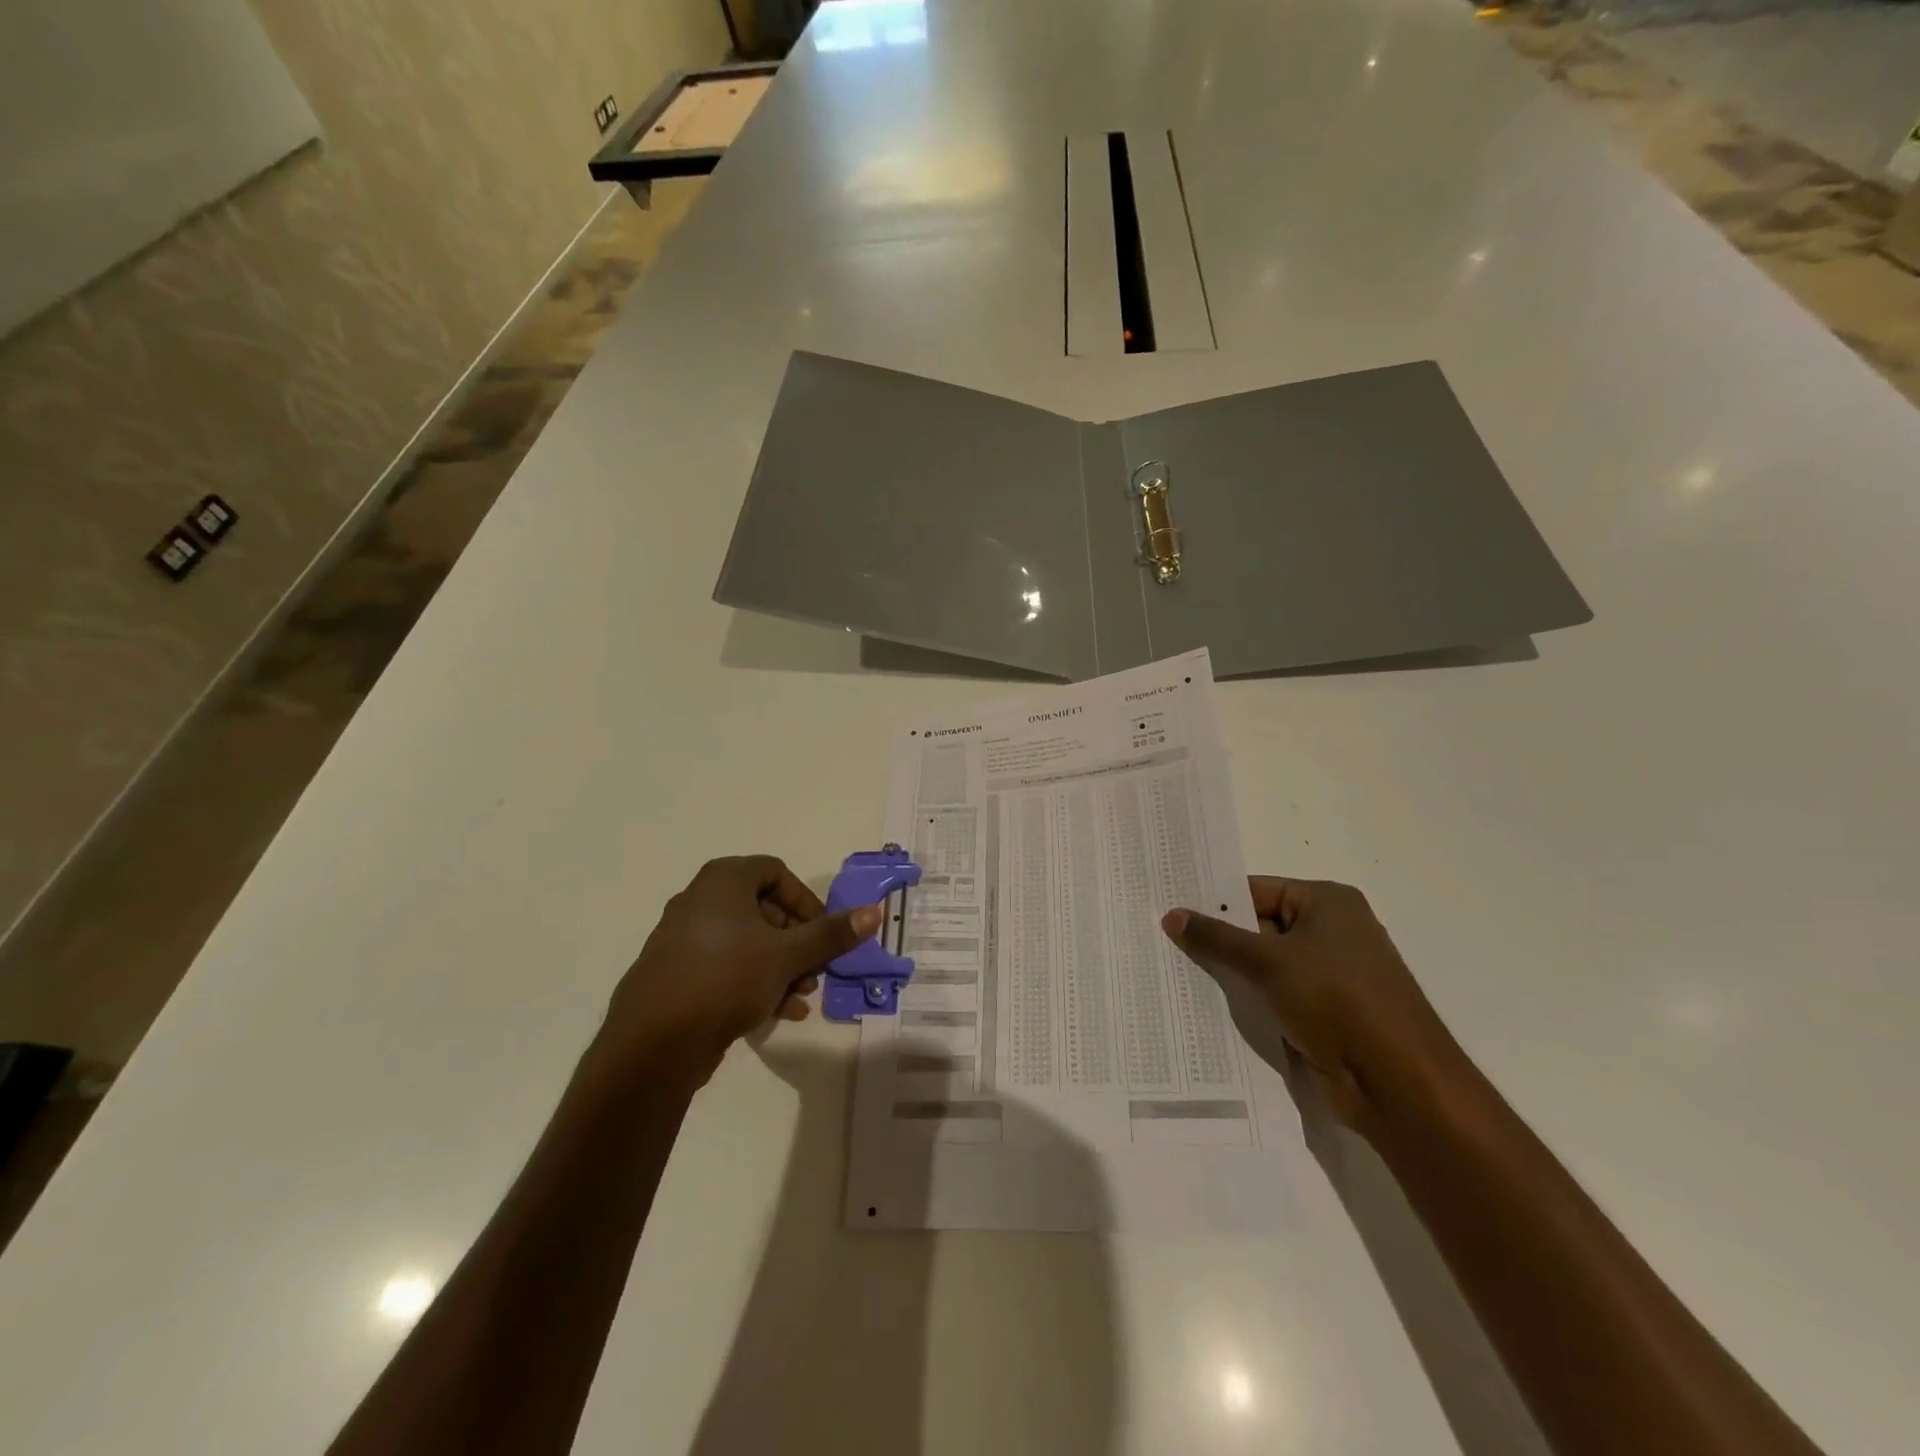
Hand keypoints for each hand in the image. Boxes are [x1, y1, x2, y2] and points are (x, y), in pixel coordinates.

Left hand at [599, 856, 879, 1083]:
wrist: (653, 1043)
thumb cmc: (726, 979)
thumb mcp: (787, 955)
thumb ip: (831, 934)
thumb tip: (874, 912)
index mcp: (723, 881)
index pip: (777, 873)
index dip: (806, 901)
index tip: (822, 933)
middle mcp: (700, 900)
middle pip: (764, 909)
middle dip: (797, 941)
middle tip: (816, 969)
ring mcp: (684, 938)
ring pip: (747, 942)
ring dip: (782, 966)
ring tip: (800, 995)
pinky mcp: (677, 973)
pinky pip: (726, 966)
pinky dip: (755, 981)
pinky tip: (779, 1013)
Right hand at [1162, 878, 1462, 1135]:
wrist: (1399, 1084)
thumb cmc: (1337, 1001)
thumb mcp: (1268, 962)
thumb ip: (1217, 938)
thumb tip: (1171, 915)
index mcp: (1327, 903)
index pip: (1256, 890)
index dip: (1213, 901)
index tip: (1168, 907)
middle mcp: (1331, 931)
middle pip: (1259, 926)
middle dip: (1218, 938)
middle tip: (1161, 937)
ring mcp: (1330, 975)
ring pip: (1264, 965)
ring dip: (1231, 972)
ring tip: (1173, 969)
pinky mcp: (1325, 1013)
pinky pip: (1275, 995)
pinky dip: (1248, 999)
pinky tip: (1206, 1004)